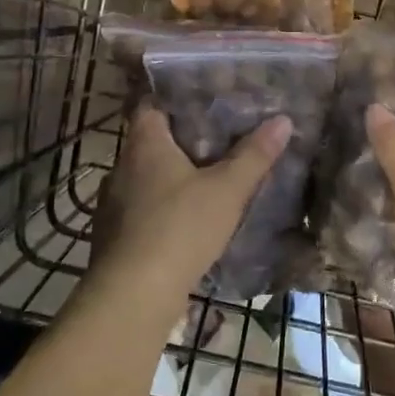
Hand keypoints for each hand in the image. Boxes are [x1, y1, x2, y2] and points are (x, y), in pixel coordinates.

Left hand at [89, 104, 289, 311]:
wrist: (133, 295)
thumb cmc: (180, 228)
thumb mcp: (227, 190)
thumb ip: (254, 155)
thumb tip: (282, 120)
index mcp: (144, 144)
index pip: (151, 105)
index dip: (175, 100)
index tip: (204, 102)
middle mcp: (121, 167)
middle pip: (150, 142)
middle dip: (181, 142)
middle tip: (218, 141)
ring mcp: (112, 204)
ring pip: (145, 179)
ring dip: (170, 179)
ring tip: (206, 182)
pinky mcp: (112, 237)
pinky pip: (141, 211)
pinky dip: (161, 210)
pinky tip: (185, 223)